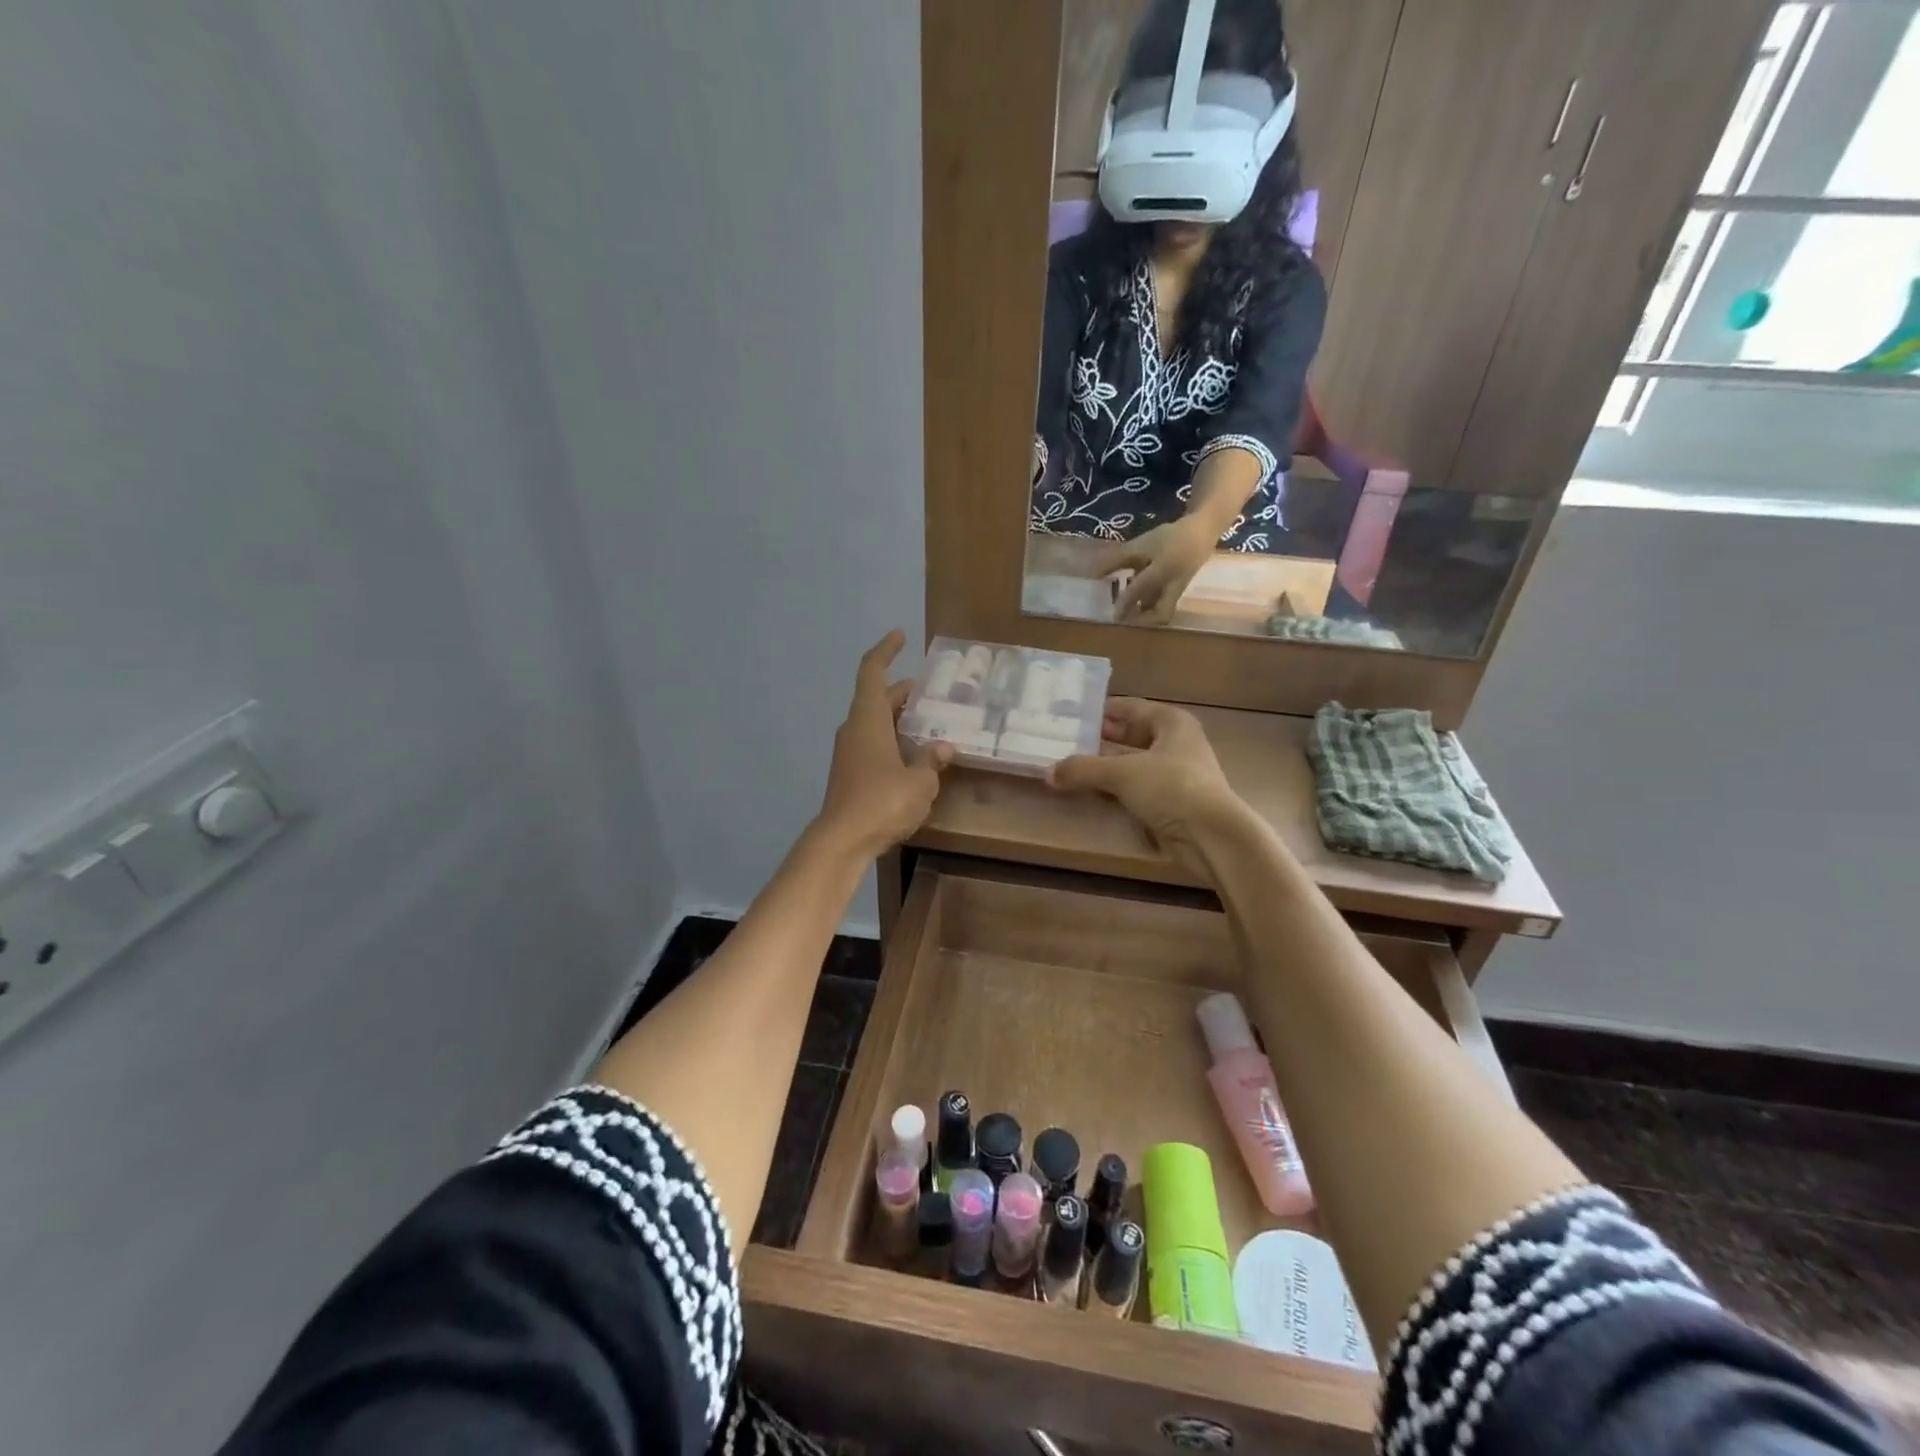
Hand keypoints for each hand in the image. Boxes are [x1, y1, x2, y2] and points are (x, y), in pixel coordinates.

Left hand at [815, 630, 952, 859]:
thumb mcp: (919, 782)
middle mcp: (854, 729)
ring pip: (876, 723)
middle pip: (877, 698)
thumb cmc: (882, 802)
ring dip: (900, 719)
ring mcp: (849, 753)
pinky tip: (915, 756)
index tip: (899, 635)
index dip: (885, 650)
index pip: (873, 672)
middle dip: (903, 691)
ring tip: (930, 722)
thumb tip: (943, 748)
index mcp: (868, 719)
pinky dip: (894, 740)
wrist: (842, 841)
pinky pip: (874, 744)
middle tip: (931, 691)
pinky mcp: (850, 774)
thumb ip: (931, 760)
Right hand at [1048, 698, 1245, 876]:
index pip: (1129, 707)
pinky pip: (1136, 787)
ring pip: (1132, 763)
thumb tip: (1048, 772)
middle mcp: (1176, 742)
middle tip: (1063, 742)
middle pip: (1130, 735)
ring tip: (1069, 767)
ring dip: (1105, 767)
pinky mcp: (1172, 801)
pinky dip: (1116, 788)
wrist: (1211, 836)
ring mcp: (1176, 773)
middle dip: (1099, 740)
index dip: (1100, 711)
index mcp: (1171, 722)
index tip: (1070, 715)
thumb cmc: (1171, 788)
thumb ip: (1083, 769)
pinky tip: (1092, 792)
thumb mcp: (1121, 773)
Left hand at [1093, 517, 1217, 624]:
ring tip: (1127, 608)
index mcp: (1163, 571)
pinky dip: (1150, 603)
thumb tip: (1094, 574)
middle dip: (1143, 621)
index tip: (1112, 616)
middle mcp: (1172, 586)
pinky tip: (1138, 598)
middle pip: (1162, 614)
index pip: (1140, 590)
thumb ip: (1118, 559)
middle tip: (1124, 619)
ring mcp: (1178, 589)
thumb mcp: (1142, 545)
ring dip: (1145, 612)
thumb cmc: (1171, 537)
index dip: (1124, 603)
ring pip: (1162, 609)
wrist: (1203, 531)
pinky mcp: (1179, 590)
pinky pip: (1164, 602)